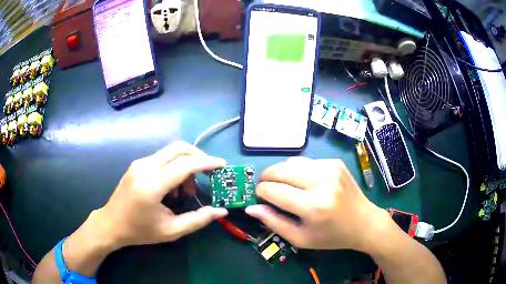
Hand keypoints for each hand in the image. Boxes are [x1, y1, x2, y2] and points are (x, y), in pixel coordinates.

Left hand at [94, 141, 227, 249]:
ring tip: (187, 189)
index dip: (206, 162)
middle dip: (199, 156)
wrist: (111, 224)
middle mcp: (145, 167)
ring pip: (171, 151)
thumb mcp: (171, 231)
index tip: (222, 165)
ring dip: (186, 164)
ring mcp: (139, 163)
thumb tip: (221, 211)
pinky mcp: (137, 164)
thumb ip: (198, 220)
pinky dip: (174, 166)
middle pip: (178, 148)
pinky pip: (162, 158)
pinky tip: (173, 187)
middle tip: (209, 172)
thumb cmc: (140, 231)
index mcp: (151, 186)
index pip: (184, 165)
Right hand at [246, 157, 390, 252]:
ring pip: (291, 161)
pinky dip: (299, 171)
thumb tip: (251, 208)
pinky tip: (306, 183)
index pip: (273, 190)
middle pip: (280, 170)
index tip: (259, 197)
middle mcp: (322, 182)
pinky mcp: (335, 162)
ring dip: (282, 173)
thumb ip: (274, 222)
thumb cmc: (331, 236)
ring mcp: (330, 169)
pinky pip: (307, 161)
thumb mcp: (300, 238)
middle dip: (266, 177)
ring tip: (286, 186)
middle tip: (266, 188)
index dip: (260, 192)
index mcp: (313, 207)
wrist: (364, 222)